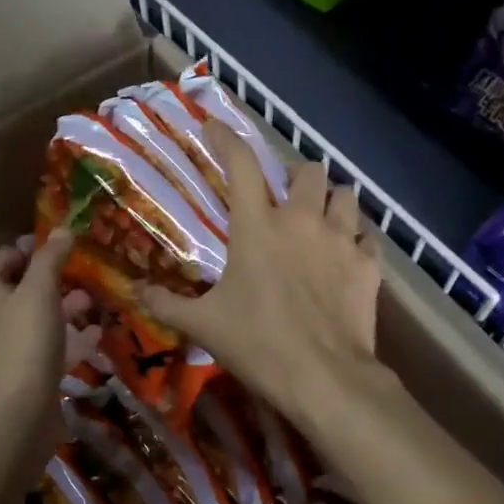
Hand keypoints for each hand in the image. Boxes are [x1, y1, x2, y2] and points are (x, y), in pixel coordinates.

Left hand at [0, 230, 75, 415]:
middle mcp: (3, 324)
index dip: (13, 252)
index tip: (41, 243)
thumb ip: (50, 260)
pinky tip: (98, 334)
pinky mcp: (38, 377)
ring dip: (64, 309)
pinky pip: (58, 351)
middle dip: (46, 280)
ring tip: (92, 299)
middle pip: (20, 295)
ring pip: (42, 322)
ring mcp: (19, 352)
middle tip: (76, 269)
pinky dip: (76, 340)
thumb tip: (62, 228)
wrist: (22, 412)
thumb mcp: (39, 292)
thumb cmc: (26, 343)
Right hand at [142, 129, 382, 421]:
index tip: (214, 126)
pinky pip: (368, 237)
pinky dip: (358, 240)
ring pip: (345, 195)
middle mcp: (301, 221)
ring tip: (322, 220)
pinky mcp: (369, 265)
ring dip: (331, 201)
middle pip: (307, 171)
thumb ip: (166, 304)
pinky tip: (348, 257)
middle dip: (296, 177)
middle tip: (286, 198)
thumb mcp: (204, 326)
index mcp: (257, 227)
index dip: (226, 138)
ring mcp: (341, 240)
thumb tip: (135, 292)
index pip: (240, 165)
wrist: (323, 377)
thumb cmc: (258, 344)